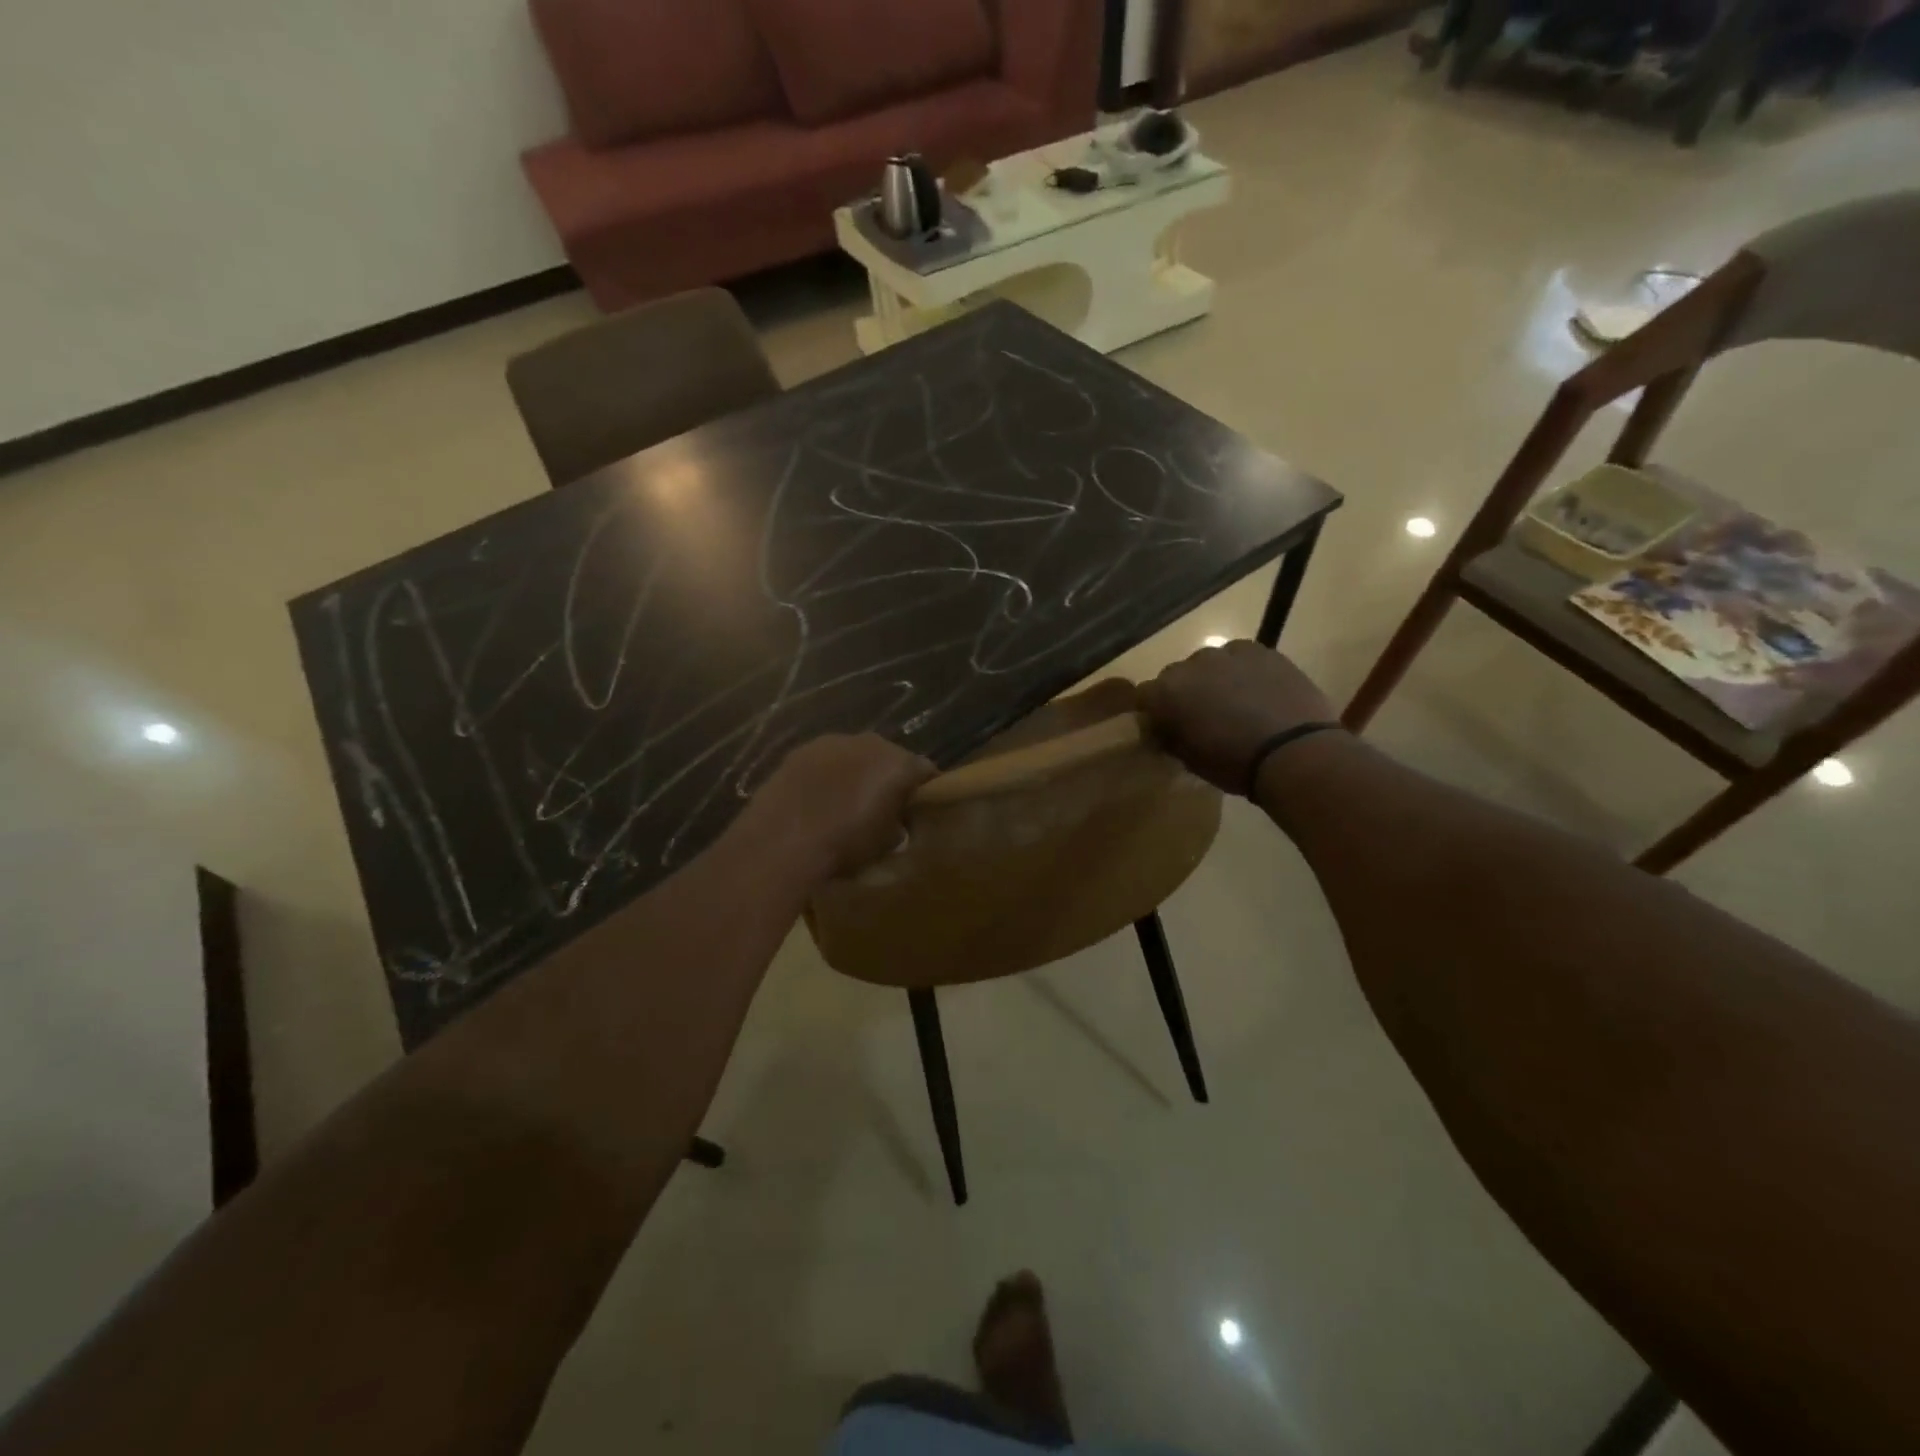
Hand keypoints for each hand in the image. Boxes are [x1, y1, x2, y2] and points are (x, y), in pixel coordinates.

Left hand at [739, 734, 935, 884]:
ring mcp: (832, 742)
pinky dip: (826, 774)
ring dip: (855, 772)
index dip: (924, 789)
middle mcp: (871, 743)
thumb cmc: (844, 845)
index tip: (919, 808)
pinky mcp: (800, 750)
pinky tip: (816, 798)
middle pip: (889, 757)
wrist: (781, 841)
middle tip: (882, 805)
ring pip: (855, 755)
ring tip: (845, 801)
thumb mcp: (885, 845)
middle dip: (888, 777)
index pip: (925, 770)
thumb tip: (897, 823)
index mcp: (899, 765)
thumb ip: (899, 826)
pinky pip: (824, 760)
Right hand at [1138, 641, 1336, 793]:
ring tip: (1235, 703)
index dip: (1155, 712)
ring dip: (1215, 679)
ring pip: (1211, 663)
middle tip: (1202, 717)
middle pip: (1178, 675)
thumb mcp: (1190, 760)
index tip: (1167, 728)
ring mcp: (1229, 653)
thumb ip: (1172, 737)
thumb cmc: (1234, 763)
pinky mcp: (1263, 651)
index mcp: (1167, 692)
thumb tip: (1167, 729)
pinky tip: (1258, 692)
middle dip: (1185, 692)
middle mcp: (1192, 664)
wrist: (1295, 752)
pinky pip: (1242, 657)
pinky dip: (1244, 671)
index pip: (1145, 696)